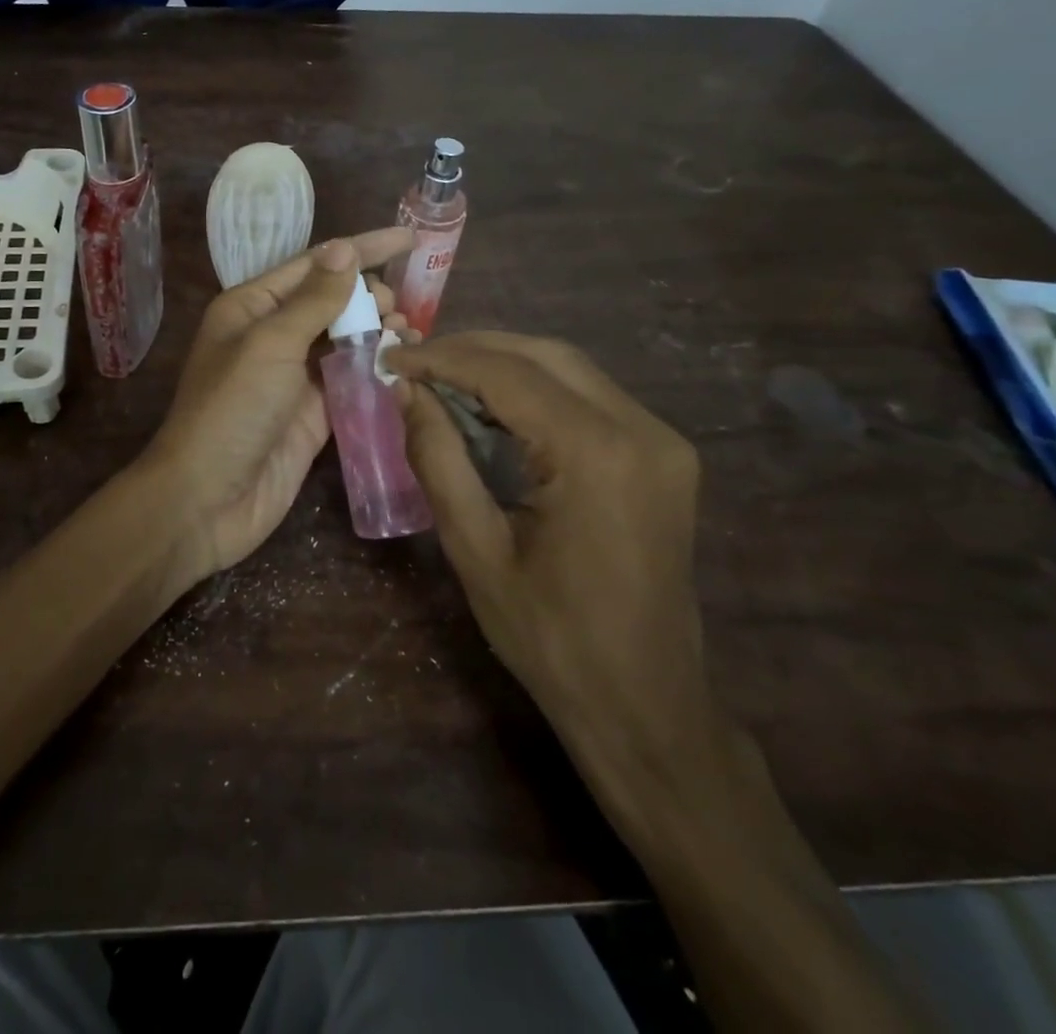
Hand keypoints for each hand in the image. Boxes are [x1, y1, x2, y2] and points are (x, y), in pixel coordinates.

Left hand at [142, 229, 414, 584]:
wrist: (207, 498)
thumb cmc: (232, 409)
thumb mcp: (270, 344)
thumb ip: (314, 299)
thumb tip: (344, 248)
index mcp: (251, 307)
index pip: (314, 265)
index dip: (361, 249)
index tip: (408, 238)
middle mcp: (272, 335)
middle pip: (331, 301)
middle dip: (370, 295)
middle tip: (402, 307)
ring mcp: (293, 377)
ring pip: (344, 341)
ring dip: (378, 332)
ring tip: (410, 332)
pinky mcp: (313, 415)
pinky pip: (350, 381)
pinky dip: (376, 371)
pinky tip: (403, 366)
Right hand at [388, 332, 713, 797]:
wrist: (645, 704)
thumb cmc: (550, 638)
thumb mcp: (475, 549)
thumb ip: (438, 458)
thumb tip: (406, 392)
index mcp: (596, 455)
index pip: (508, 374)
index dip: (443, 359)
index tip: (391, 359)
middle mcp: (642, 430)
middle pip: (545, 355)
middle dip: (473, 350)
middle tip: (414, 362)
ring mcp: (662, 441)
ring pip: (570, 369)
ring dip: (504, 365)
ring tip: (443, 378)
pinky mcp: (664, 455)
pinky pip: (590, 398)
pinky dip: (536, 390)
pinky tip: (493, 406)